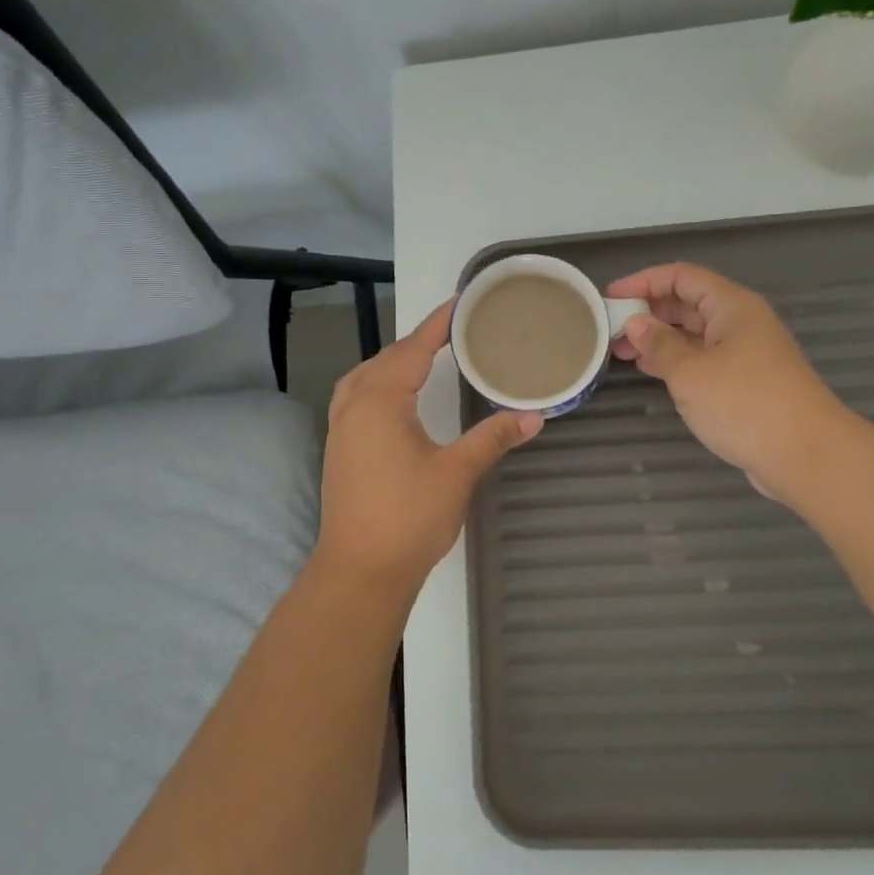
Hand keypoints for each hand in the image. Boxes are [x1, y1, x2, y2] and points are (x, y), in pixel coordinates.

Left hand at [315, 299, 542, 583]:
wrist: (359, 571)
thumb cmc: (408, 517)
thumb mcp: (457, 473)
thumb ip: (492, 437)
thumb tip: (533, 415)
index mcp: (380, 400)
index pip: (413, 348)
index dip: (438, 324)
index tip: (462, 302)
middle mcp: (354, 405)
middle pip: (387, 358)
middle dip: (418, 341)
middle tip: (456, 332)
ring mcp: (341, 428)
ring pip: (367, 377)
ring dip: (396, 362)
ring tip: (427, 358)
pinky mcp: (340, 449)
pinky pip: (359, 397)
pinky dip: (381, 383)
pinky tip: (399, 398)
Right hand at [607, 263, 845, 500]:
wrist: (806, 455)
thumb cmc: (744, 403)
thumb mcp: (690, 372)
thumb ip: (659, 345)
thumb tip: (636, 325)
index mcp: (731, 305)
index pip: (680, 276)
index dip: (642, 281)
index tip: (609, 298)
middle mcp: (740, 322)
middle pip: (688, 303)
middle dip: (648, 312)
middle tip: (610, 330)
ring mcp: (746, 353)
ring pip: (694, 333)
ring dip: (659, 339)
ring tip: (622, 353)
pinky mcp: (747, 382)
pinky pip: (704, 359)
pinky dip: (676, 361)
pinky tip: (652, 373)